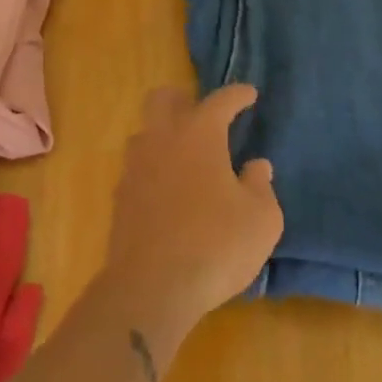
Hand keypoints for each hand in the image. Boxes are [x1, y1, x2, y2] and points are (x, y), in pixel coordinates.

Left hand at [99, 85, 283, 358]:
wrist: (151, 287)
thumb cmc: (216, 245)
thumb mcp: (261, 219)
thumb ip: (261, 186)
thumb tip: (257, 166)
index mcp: (199, 134)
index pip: (220, 100)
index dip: (237, 95)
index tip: (250, 94)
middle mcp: (162, 139)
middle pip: (163, 98)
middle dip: (183, 98)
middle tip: (204, 115)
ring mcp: (136, 167)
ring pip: (145, 132)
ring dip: (164, 134)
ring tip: (185, 155)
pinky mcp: (120, 197)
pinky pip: (137, 168)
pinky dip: (153, 170)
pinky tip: (168, 191)